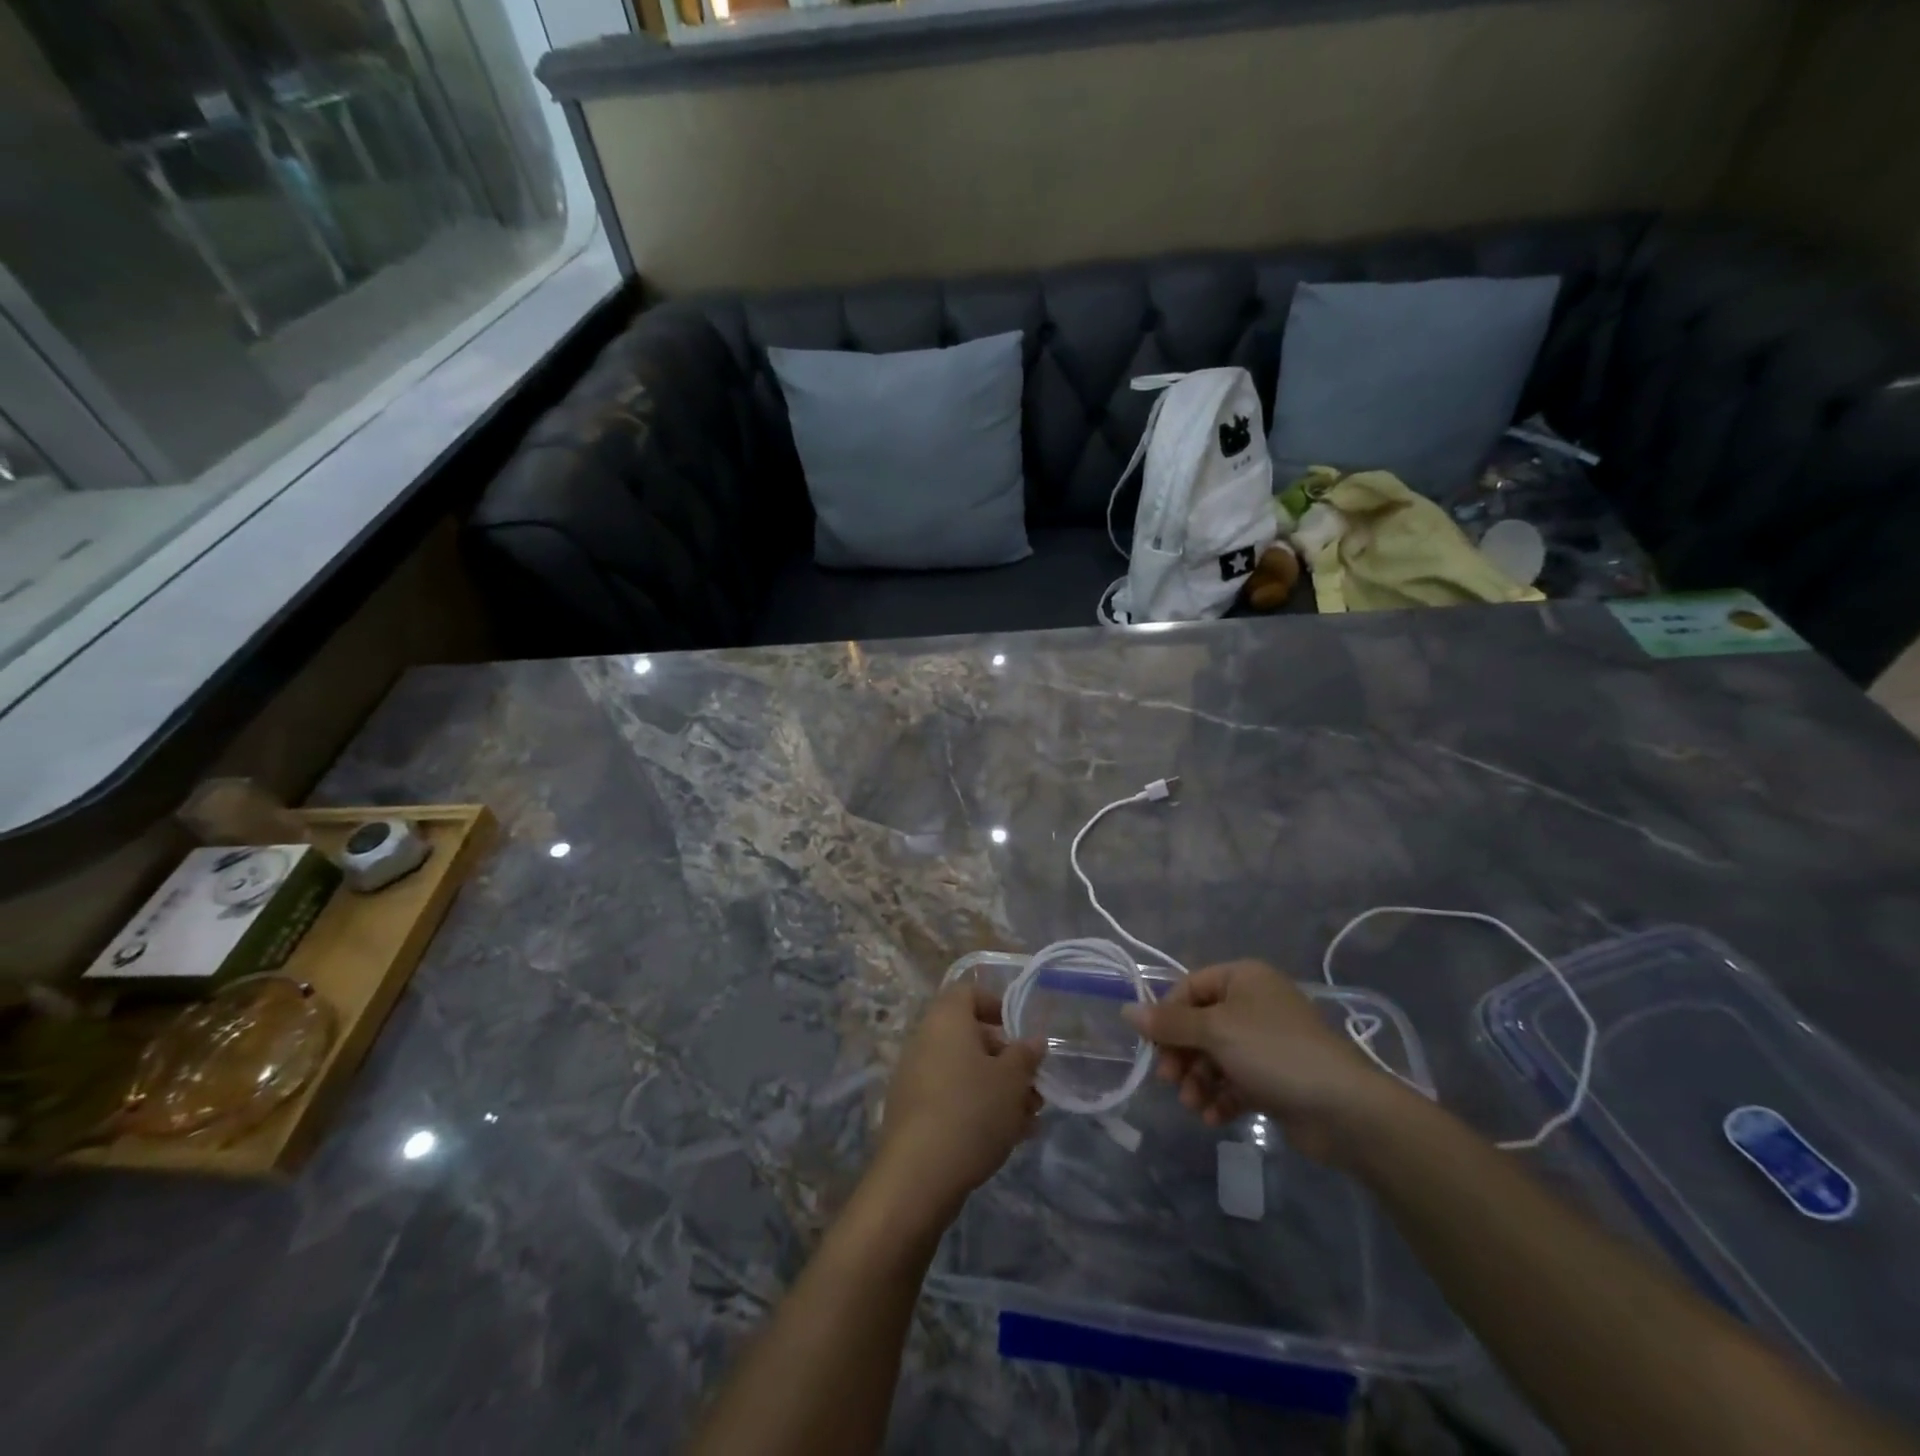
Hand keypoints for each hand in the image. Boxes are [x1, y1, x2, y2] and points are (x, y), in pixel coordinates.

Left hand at [871, 982, 1044, 1221]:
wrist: (918, 1176)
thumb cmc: (972, 1111)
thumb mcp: (1012, 1080)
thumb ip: (1025, 1056)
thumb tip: (1033, 1040)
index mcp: (945, 1020)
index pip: (967, 992)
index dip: (996, 1005)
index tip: (1020, 1031)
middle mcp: (925, 1041)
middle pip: (970, 1037)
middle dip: (1006, 1060)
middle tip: (1034, 1086)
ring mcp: (915, 1078)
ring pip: (964, 1073)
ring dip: (998, 1089)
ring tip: (1030, 1119)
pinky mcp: (913, 1113)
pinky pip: (951, 1098)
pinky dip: (978, 1109)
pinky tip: (1008, 1139)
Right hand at [1121, 960, 1408, 1163]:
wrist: (1344, 1108)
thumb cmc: (1273, 1053)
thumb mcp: (1214, 1031)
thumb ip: (1168, 1023)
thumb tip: (1126, 1010)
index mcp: (1242, 978)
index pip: (1189, 988)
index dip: (1167, 1015)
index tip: (1154, 1045)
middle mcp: (1253, 1004)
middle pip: (1200, 1025)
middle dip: (1182, 1055)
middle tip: (1169, 1081)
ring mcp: (1266, 1042)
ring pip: (1215, 1056)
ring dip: (1198, 1081)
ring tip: (1193, 1106)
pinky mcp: (1275, 1078)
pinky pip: (1235, 1081)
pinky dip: (1220, 1098)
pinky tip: (1213, 1118)